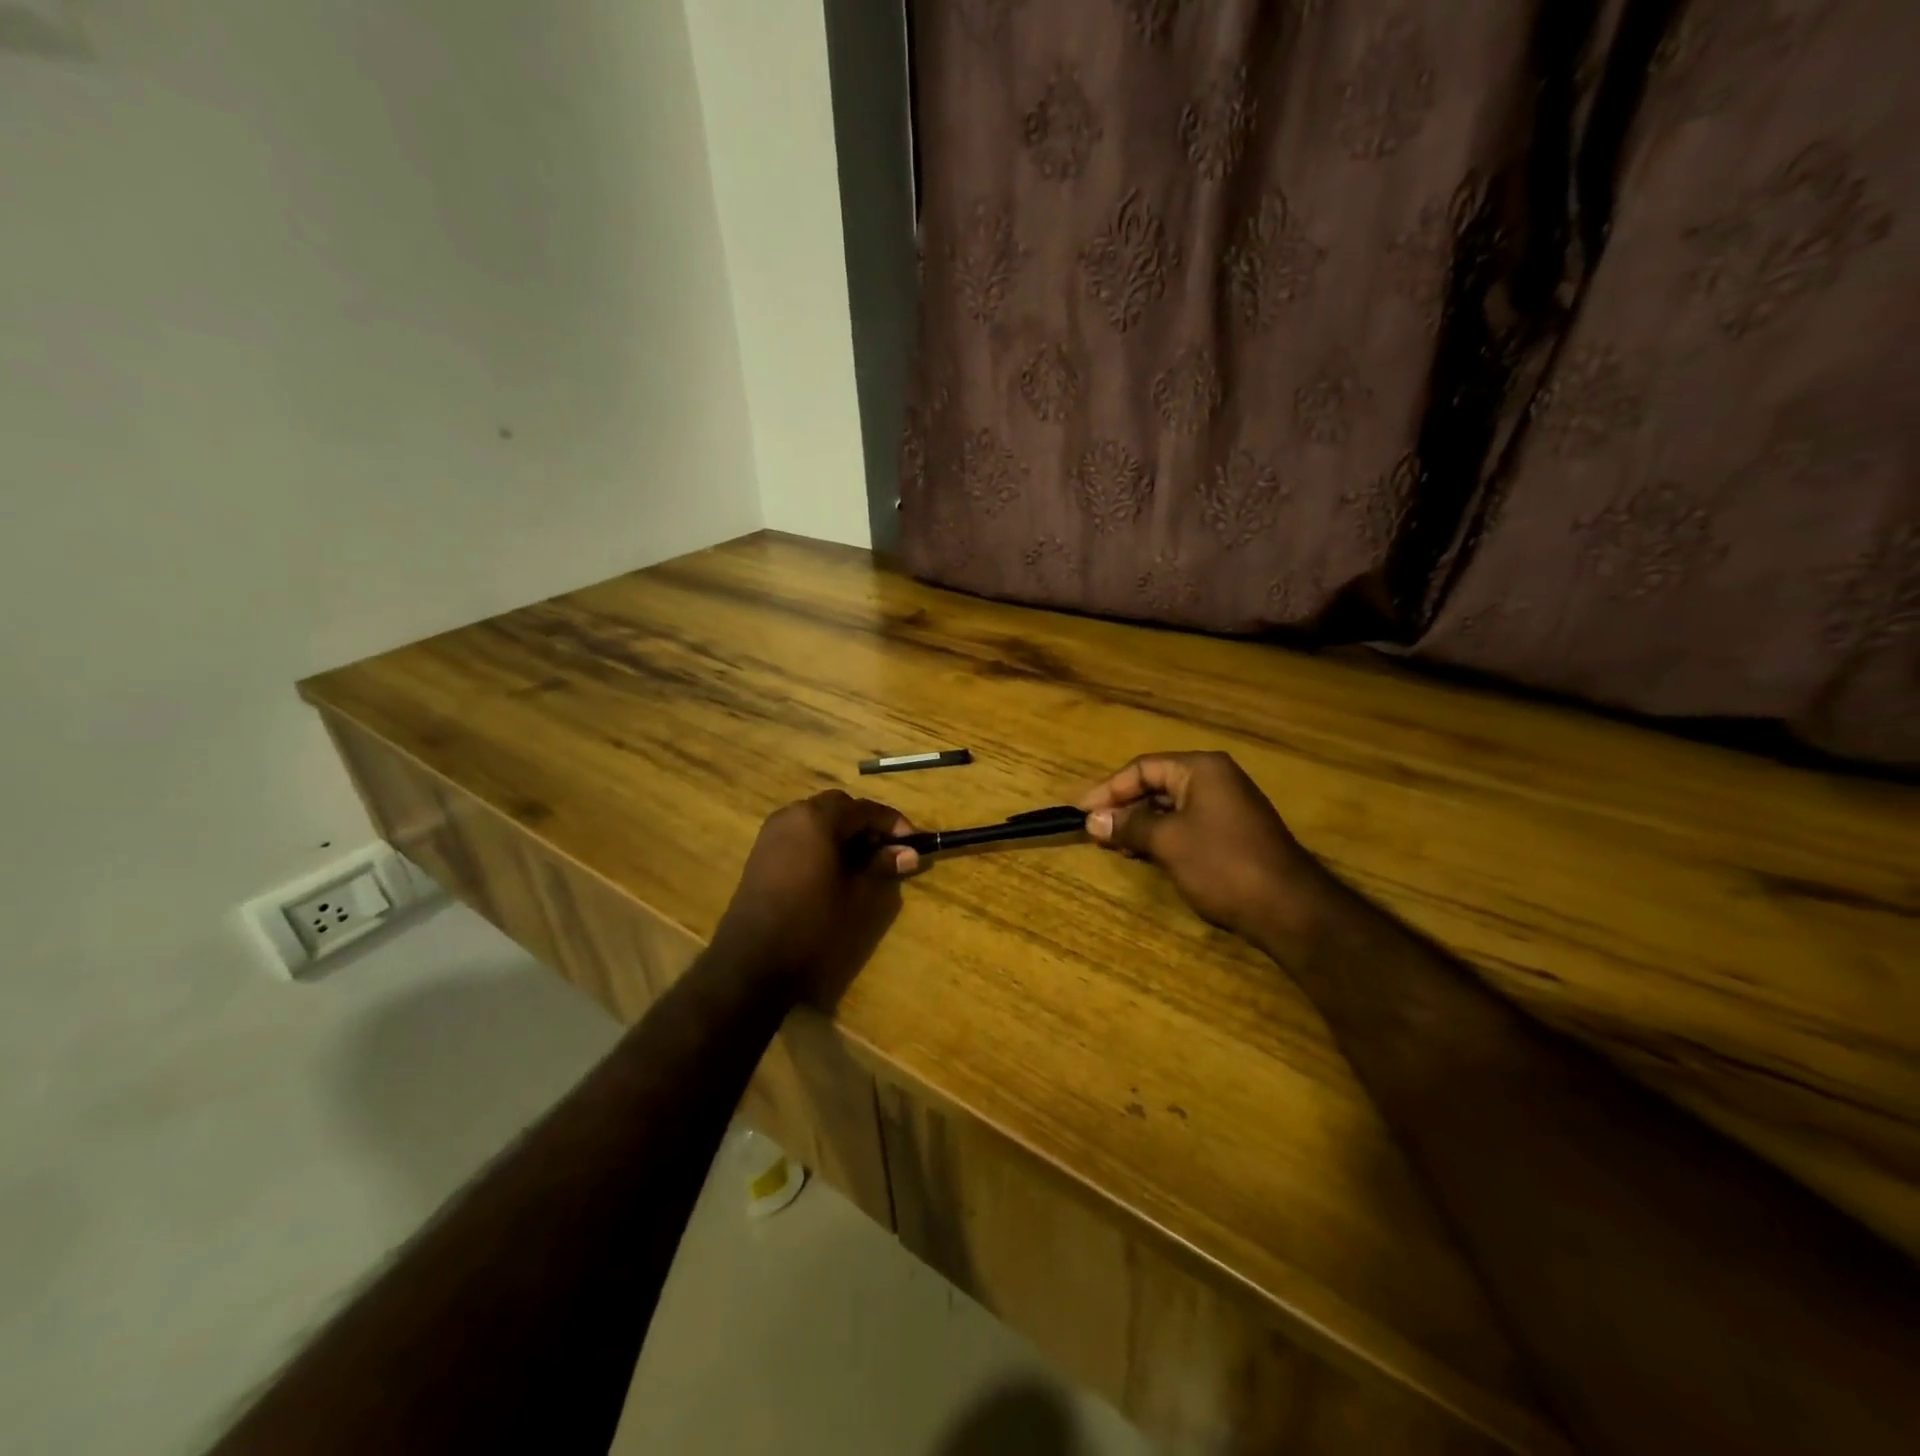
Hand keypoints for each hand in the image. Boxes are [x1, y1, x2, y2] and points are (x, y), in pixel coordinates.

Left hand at [711, 790, 919, 1004]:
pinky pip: (799, 833)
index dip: (893, 823)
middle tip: (887, 851)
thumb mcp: (856, 895)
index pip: (864, 808)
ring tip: (863, 862)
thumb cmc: (812, 923)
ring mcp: (772, 832)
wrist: (752, 960)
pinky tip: (833, 870)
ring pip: (817, 818)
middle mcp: (792, 815)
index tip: (914, 842)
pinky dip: (821, 841)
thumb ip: (882, 866)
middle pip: (838, 807)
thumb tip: (910, 853)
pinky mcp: (762, 852)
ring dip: (843, 832)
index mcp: (817, 819)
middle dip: (866, 823)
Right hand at [1079, 751, 1329, 945]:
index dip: (1108, 789)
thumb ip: (1128, 825)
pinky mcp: (1232, 834)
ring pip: (1170, 807)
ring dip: (1140, 825)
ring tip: (1114, 847)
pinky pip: (1186, 825)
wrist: (1289, 908)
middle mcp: (1215, 780)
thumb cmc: (1222, 864)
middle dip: (1123, 807)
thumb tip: (1092, 820)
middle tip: (1094, 831)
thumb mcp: (1167, 841)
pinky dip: (1161, 837)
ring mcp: (1227, 807)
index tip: (1080, 812)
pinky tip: (1144, 855)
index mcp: (1201, 769)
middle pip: (1156, 785)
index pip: (1142, 768)